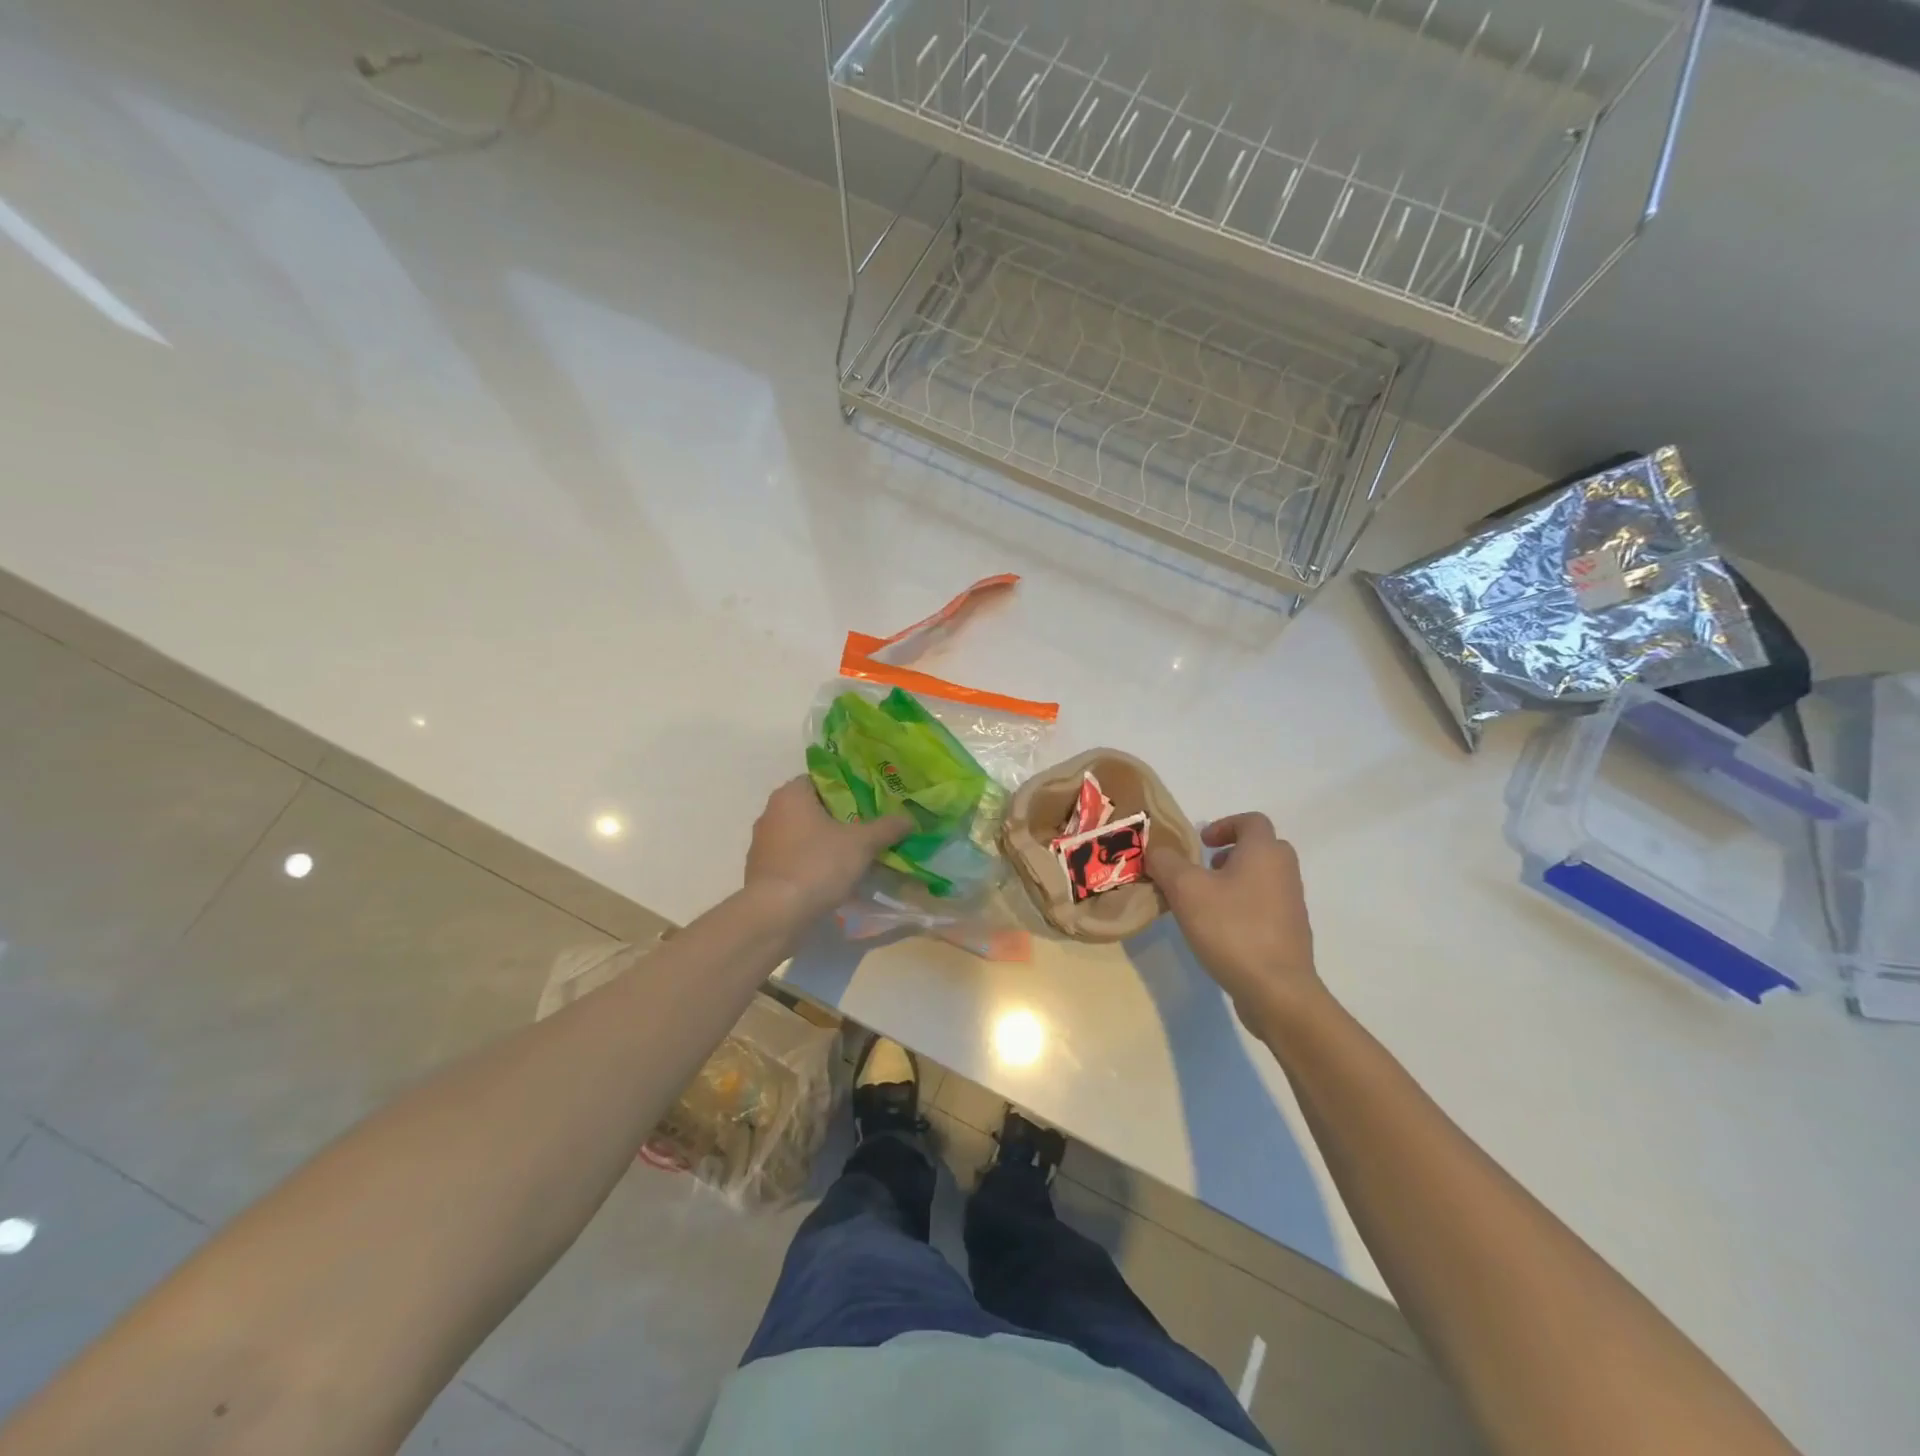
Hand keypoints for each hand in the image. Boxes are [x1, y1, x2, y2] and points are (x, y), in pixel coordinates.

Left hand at [744, 777, 910, 923]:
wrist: (776, 914)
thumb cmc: (817, 865)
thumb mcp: (861, 844)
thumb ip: (886, 828)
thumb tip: (908, 819)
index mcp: (791, 795)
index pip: (822, 779)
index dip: (848, 788)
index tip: (871, 801)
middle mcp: (771, 813)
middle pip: (814, 808)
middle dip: (840, 818)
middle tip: (869, 828)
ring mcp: (763, 844)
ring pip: (803, 835)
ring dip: (826, 843)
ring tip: (855, 855)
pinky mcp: (762, 872)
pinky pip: (794, 859)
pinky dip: (812, 864)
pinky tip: (832, 879)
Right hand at [1146, 813, 1321, 1023]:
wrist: (1277, 990)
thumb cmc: (1231, 928)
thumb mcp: (1185, 890)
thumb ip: (1166, 862)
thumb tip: (1157, 850)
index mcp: (1264, 852)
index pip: (1251, 821)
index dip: (1223, 825)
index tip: (1201, 843)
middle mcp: (1285, 872)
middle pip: (1261, 848)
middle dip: (1230, 853)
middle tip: (1203, 870)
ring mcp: (1292, 904)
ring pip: (1263, 878)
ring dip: (1235, 881)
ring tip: (1205, 903)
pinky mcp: (1290, 933)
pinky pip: (1266, 906)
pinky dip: (1244, 907)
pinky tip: (1220, 931)